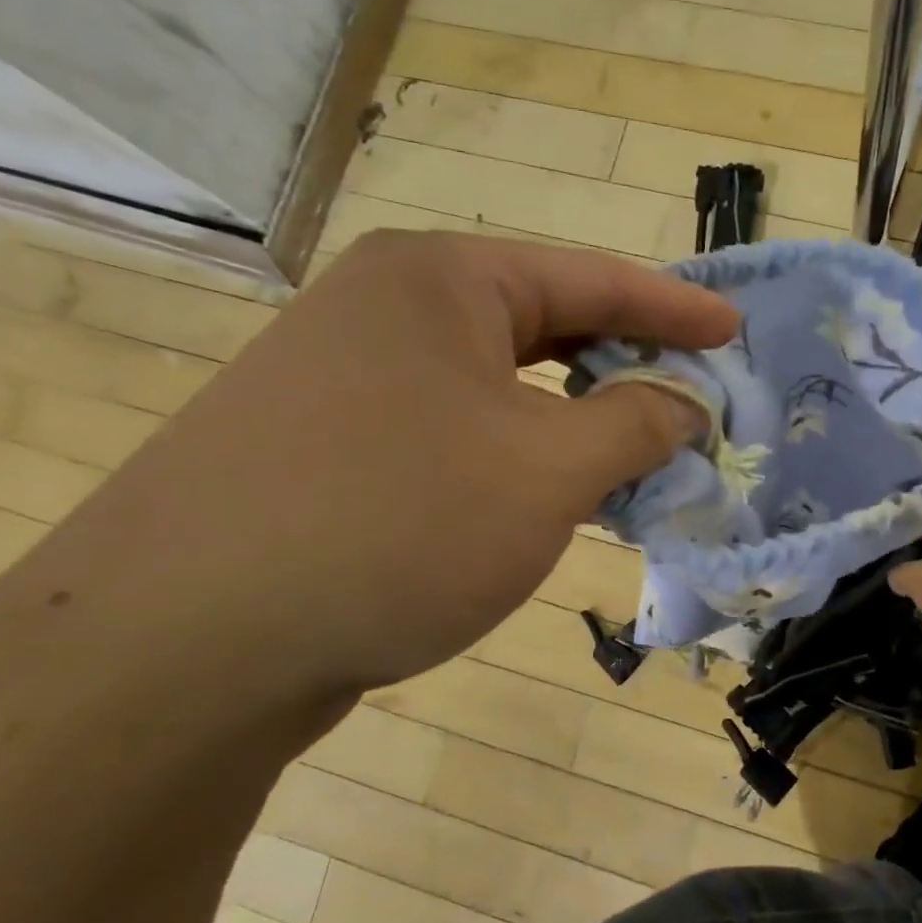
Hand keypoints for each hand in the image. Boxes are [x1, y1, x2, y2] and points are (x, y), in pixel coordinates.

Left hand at [33, 231, 736, 698]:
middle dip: (624, 363)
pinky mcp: (328, 447)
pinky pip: (455, 431)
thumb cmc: (399, 523)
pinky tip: (545, 496)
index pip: (591, 278)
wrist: (187, 644)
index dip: (675, 308)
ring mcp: (347, 379)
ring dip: (572, 420)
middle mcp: (387, 310)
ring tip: (631, 455)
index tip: (735, 330)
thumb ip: (635, 424)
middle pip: (542, 325)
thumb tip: (686, 403)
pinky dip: (516, 455)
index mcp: (441, 281)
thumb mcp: (548, 470)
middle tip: (690, 395)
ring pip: (498, 387)